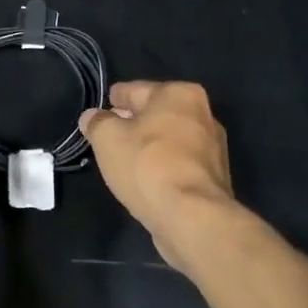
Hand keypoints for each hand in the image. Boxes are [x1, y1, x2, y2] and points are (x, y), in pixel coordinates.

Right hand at [80, 81, 235, 275]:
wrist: (191, 217)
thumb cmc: (147, 165)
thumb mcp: (107, 138)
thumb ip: (97, 122)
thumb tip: (92, 117)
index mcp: (180, 94)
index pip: (136, 90)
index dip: (116, 98)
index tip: (104, 106)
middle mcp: (204, 114)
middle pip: (157, 114)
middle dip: (134, 122)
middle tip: (109, 134)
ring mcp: (213, 148)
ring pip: (170, 140)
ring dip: (150, 146)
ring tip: (125, 159)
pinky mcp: (214, 178)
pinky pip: (179, 164)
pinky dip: (163, 167)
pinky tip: (146, 179)